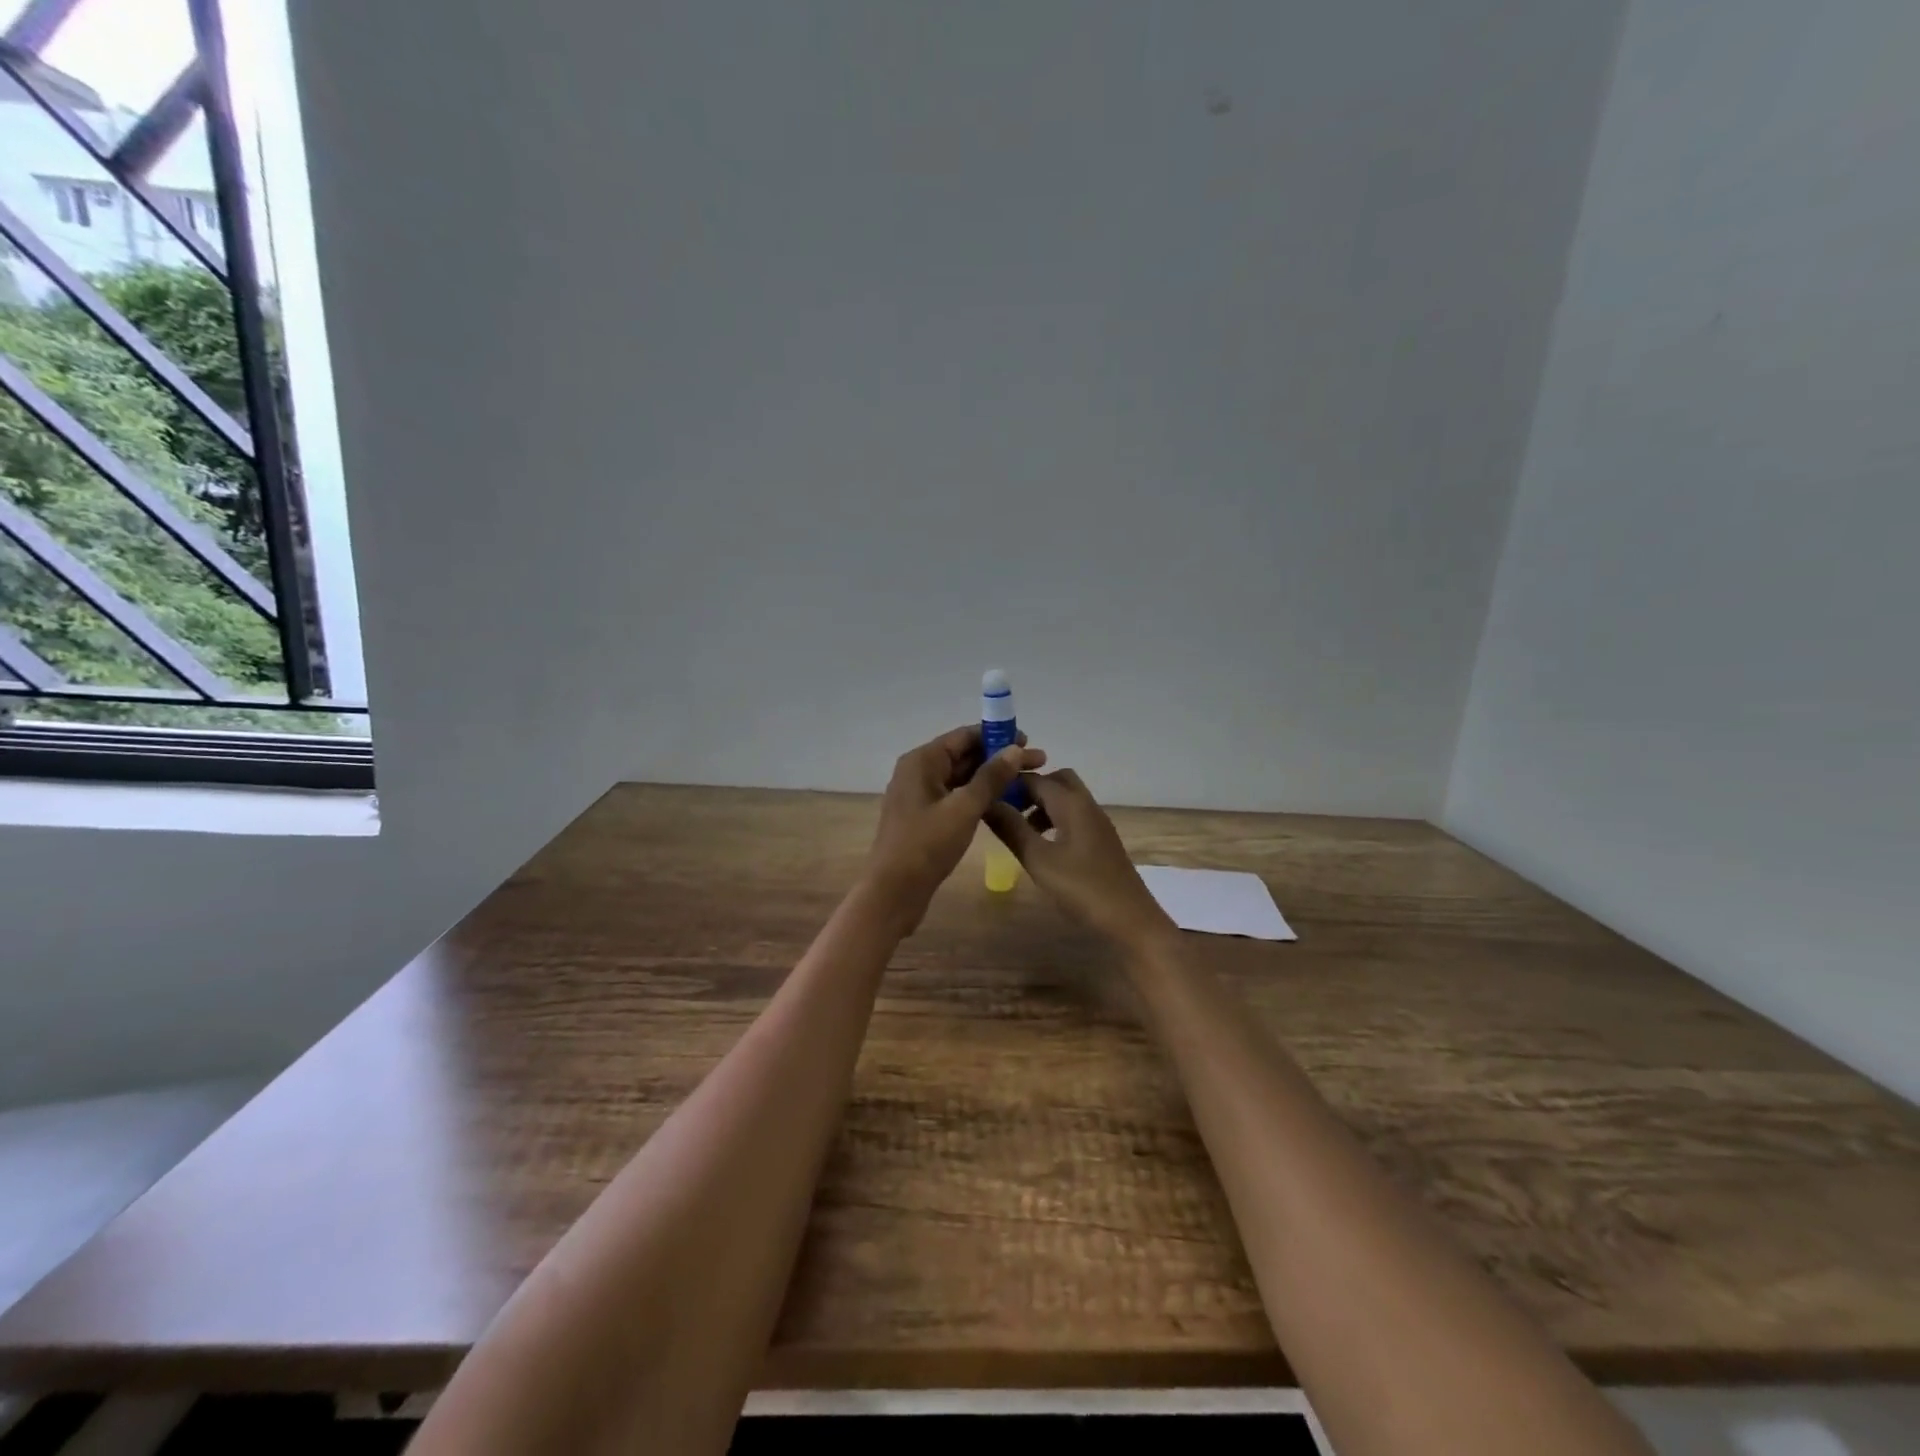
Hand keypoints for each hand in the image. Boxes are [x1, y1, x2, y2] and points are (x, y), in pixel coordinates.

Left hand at [866, 725, 1044, 932]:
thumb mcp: (964, 808)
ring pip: (961, 778)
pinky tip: (1002, 803)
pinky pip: (955, 796)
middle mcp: (918, 771)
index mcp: (922, 761)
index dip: (997, 736)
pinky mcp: (924, 817)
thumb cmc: (927, 845)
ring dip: (991, 779)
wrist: (894, 891)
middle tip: (1037, 765)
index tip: (1029, 743)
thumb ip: (991, 777)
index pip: (964, 736)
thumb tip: (1015, 749)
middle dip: (999, 758)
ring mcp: (919, 795)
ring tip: (1026, 783)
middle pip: (964, 755)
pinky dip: (977, 796)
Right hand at [984, 768, 1176, 950]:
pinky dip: (1055, 820)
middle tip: (1006, 809)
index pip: (1034, 779)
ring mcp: (1098, 823)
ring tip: (1019, 829)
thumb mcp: (1038, 859)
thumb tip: (987, 802)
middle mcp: (1087, 805)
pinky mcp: (1102, 841)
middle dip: (1029, 789)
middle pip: (1056, 781)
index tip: (985, 794)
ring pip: (1066, 799)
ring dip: (1041, 805)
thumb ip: (1012, 828)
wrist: (1130, 920)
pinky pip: (1074, 816)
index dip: (1009, 783)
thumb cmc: (1082, 888)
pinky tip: (1043, 846)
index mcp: (1071, 803)